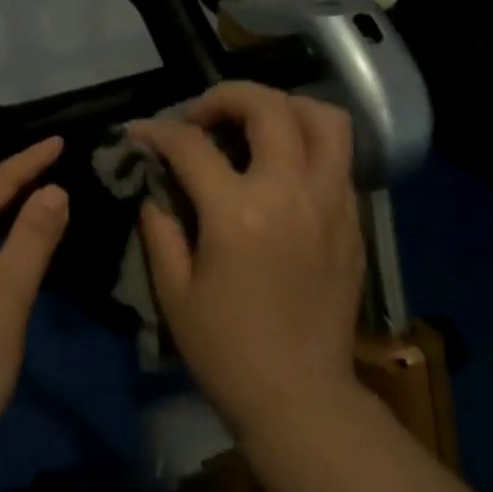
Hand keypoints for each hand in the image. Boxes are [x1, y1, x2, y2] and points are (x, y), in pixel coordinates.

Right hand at [132, 83, 365, 439]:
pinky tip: (282, 166)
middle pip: (268, 107)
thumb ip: (160, 228)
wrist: (299, 394)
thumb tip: (155, 188)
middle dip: (225, 96)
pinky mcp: (353, 220)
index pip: (192, 145)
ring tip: (254, 125)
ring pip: (323, 119)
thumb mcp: (173, 291)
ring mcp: (331, 203)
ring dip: (284, 107)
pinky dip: (309, 143)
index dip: (158, 131)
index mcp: (238, 213)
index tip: (140, 133)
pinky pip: (339, 158)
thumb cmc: (226, 349)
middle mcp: (291, 193)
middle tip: (200, 117)